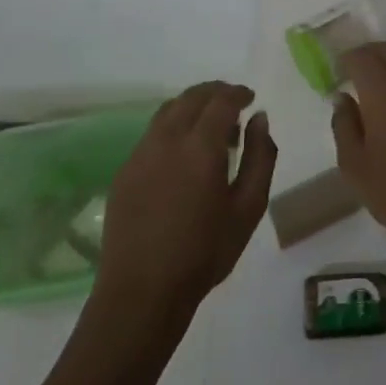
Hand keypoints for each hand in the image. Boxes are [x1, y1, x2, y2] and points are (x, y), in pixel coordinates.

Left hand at [94, 82, 275, 322]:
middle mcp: (167, 139)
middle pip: (191, 97)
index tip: (250, 98)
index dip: (238, 93)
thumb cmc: (204, 252)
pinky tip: (183, 152)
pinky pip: (152, 133)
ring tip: (210, 126)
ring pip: (168, 111)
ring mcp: (140, 154)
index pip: (221, 100)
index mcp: (200, 146)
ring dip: (192, 106)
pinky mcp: (124, 171)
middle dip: (215, 92)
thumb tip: (259, 118)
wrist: (142, 292)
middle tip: (233, 103)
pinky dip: (173, 126)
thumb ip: (260, 157)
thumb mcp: (249, 207)